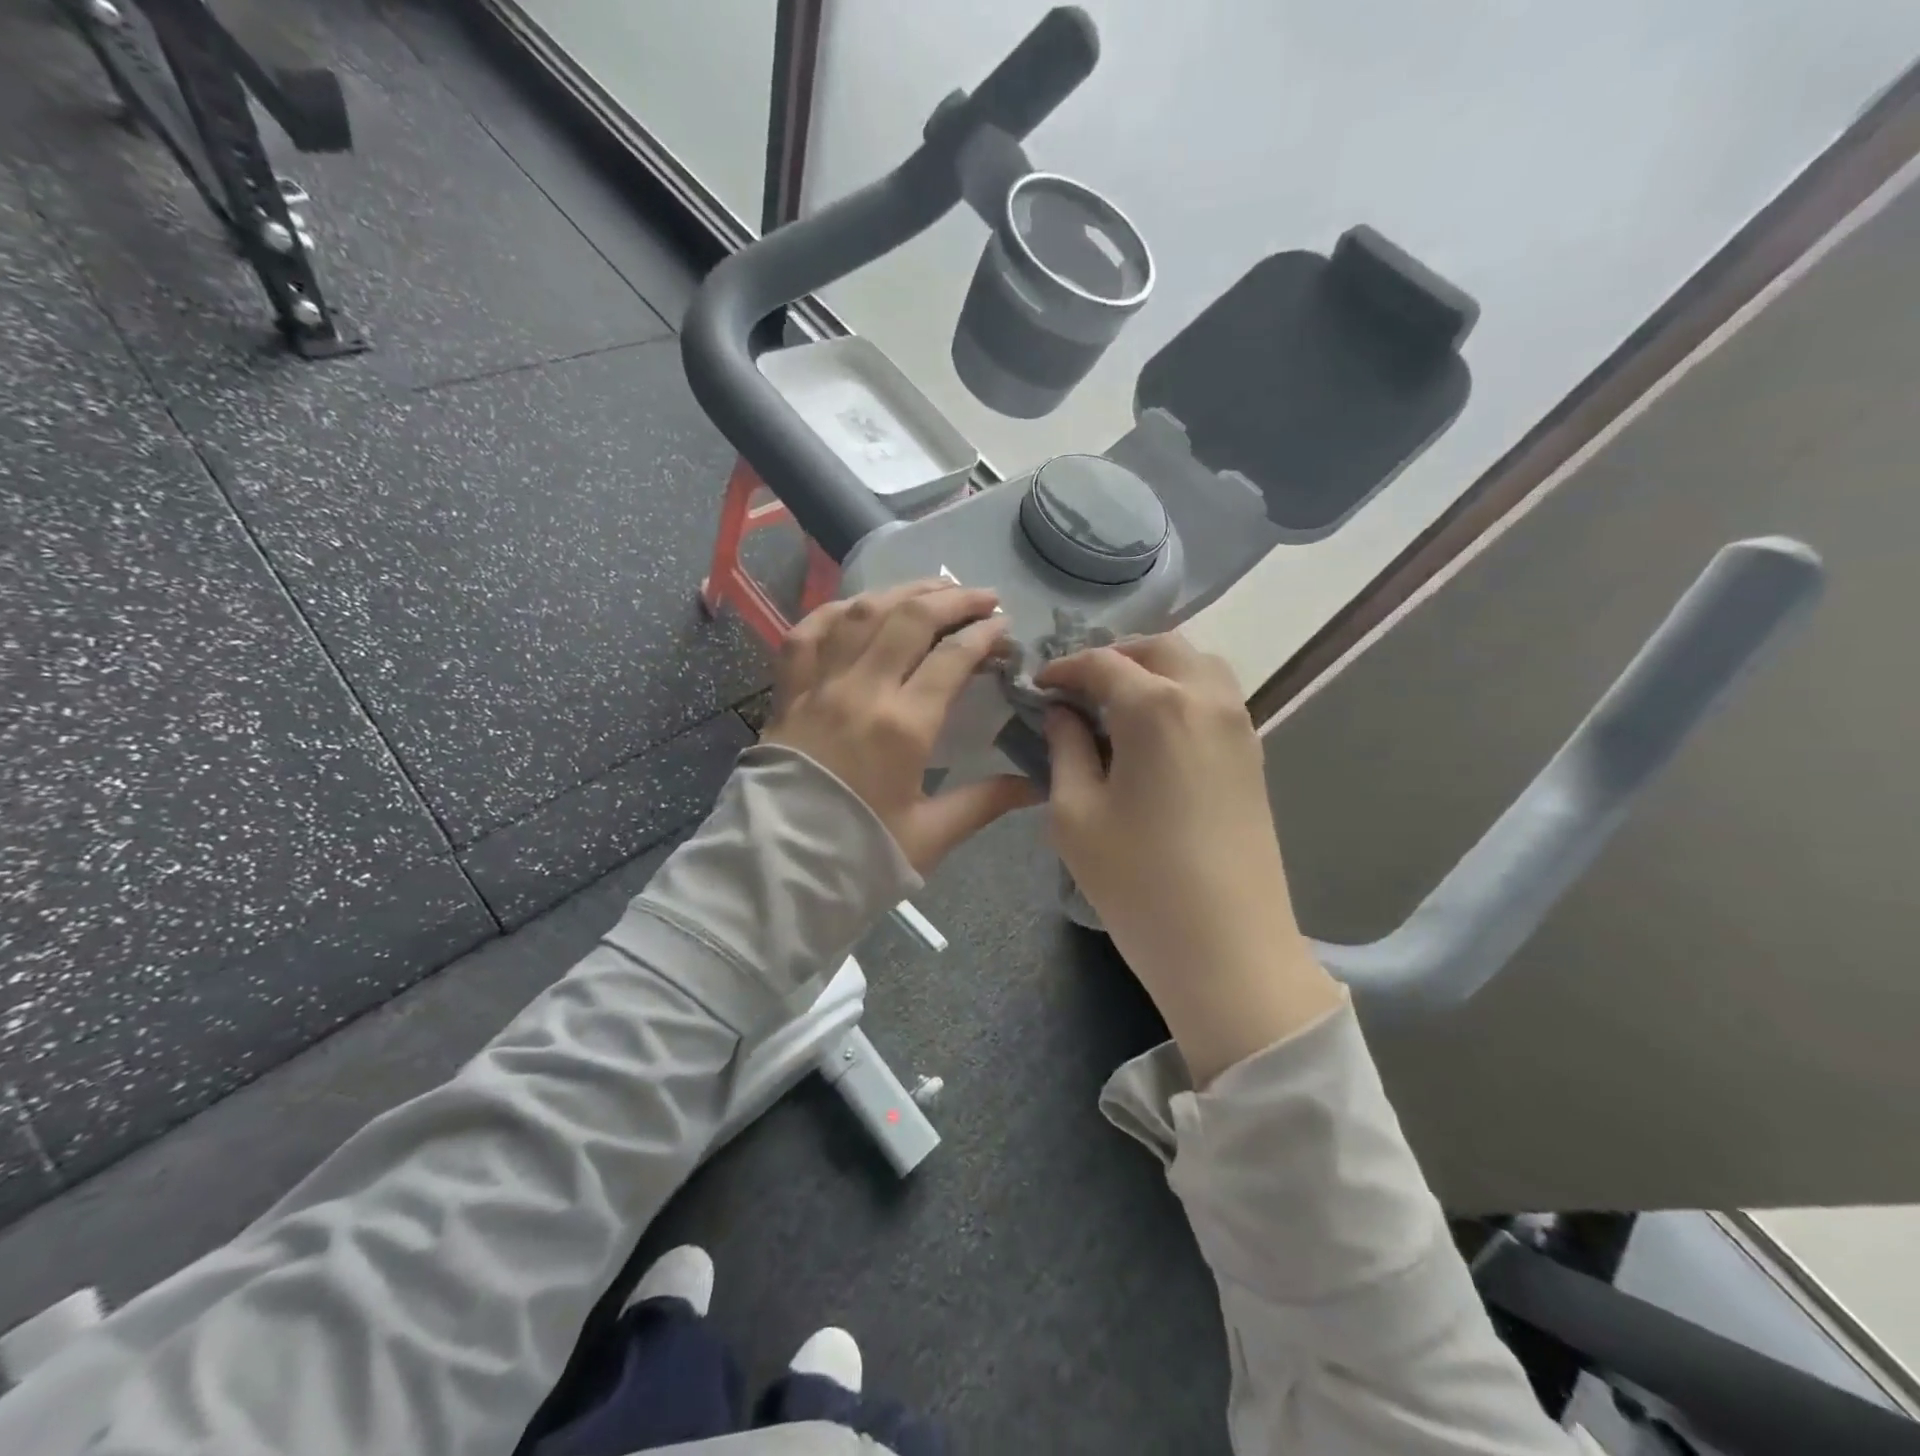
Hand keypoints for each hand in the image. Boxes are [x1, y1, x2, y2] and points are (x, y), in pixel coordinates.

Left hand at [764, 582, 1040, 875]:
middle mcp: (861, 691)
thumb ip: (985, 801)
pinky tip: (858, 608)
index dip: (984, 634)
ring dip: (902, 591)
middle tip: (982, 597)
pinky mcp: (787, 693)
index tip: (1004, 626)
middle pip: (910, 619)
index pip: (952, 657)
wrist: (778, 871)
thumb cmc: (859, 855)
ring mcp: (818, 686)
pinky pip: (807, 632)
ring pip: (862, 614)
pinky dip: (835, 611)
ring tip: (932, 588)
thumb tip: (1035, 784)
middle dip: (953, 599)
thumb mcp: (931, 835)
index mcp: (902, 726)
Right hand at [1039, 635, 1341, 1085]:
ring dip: (1155, 668)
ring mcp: (1239, 724)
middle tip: (1079, 688)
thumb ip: (1064, 748)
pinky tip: (1154, 731)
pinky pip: (1216, 697)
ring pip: (1197, 664)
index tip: (1037, 686)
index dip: (1063, 669)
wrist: (1227, 948)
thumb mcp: (1075, 814)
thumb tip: (1062, 713)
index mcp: (1156, 706)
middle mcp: (1205, 698)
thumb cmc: (1137, 881)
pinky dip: (1182, 691)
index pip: (1102, 663)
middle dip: (1114, 656)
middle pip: (1159, 647)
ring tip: (1117, 704)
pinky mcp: (1254, 754)